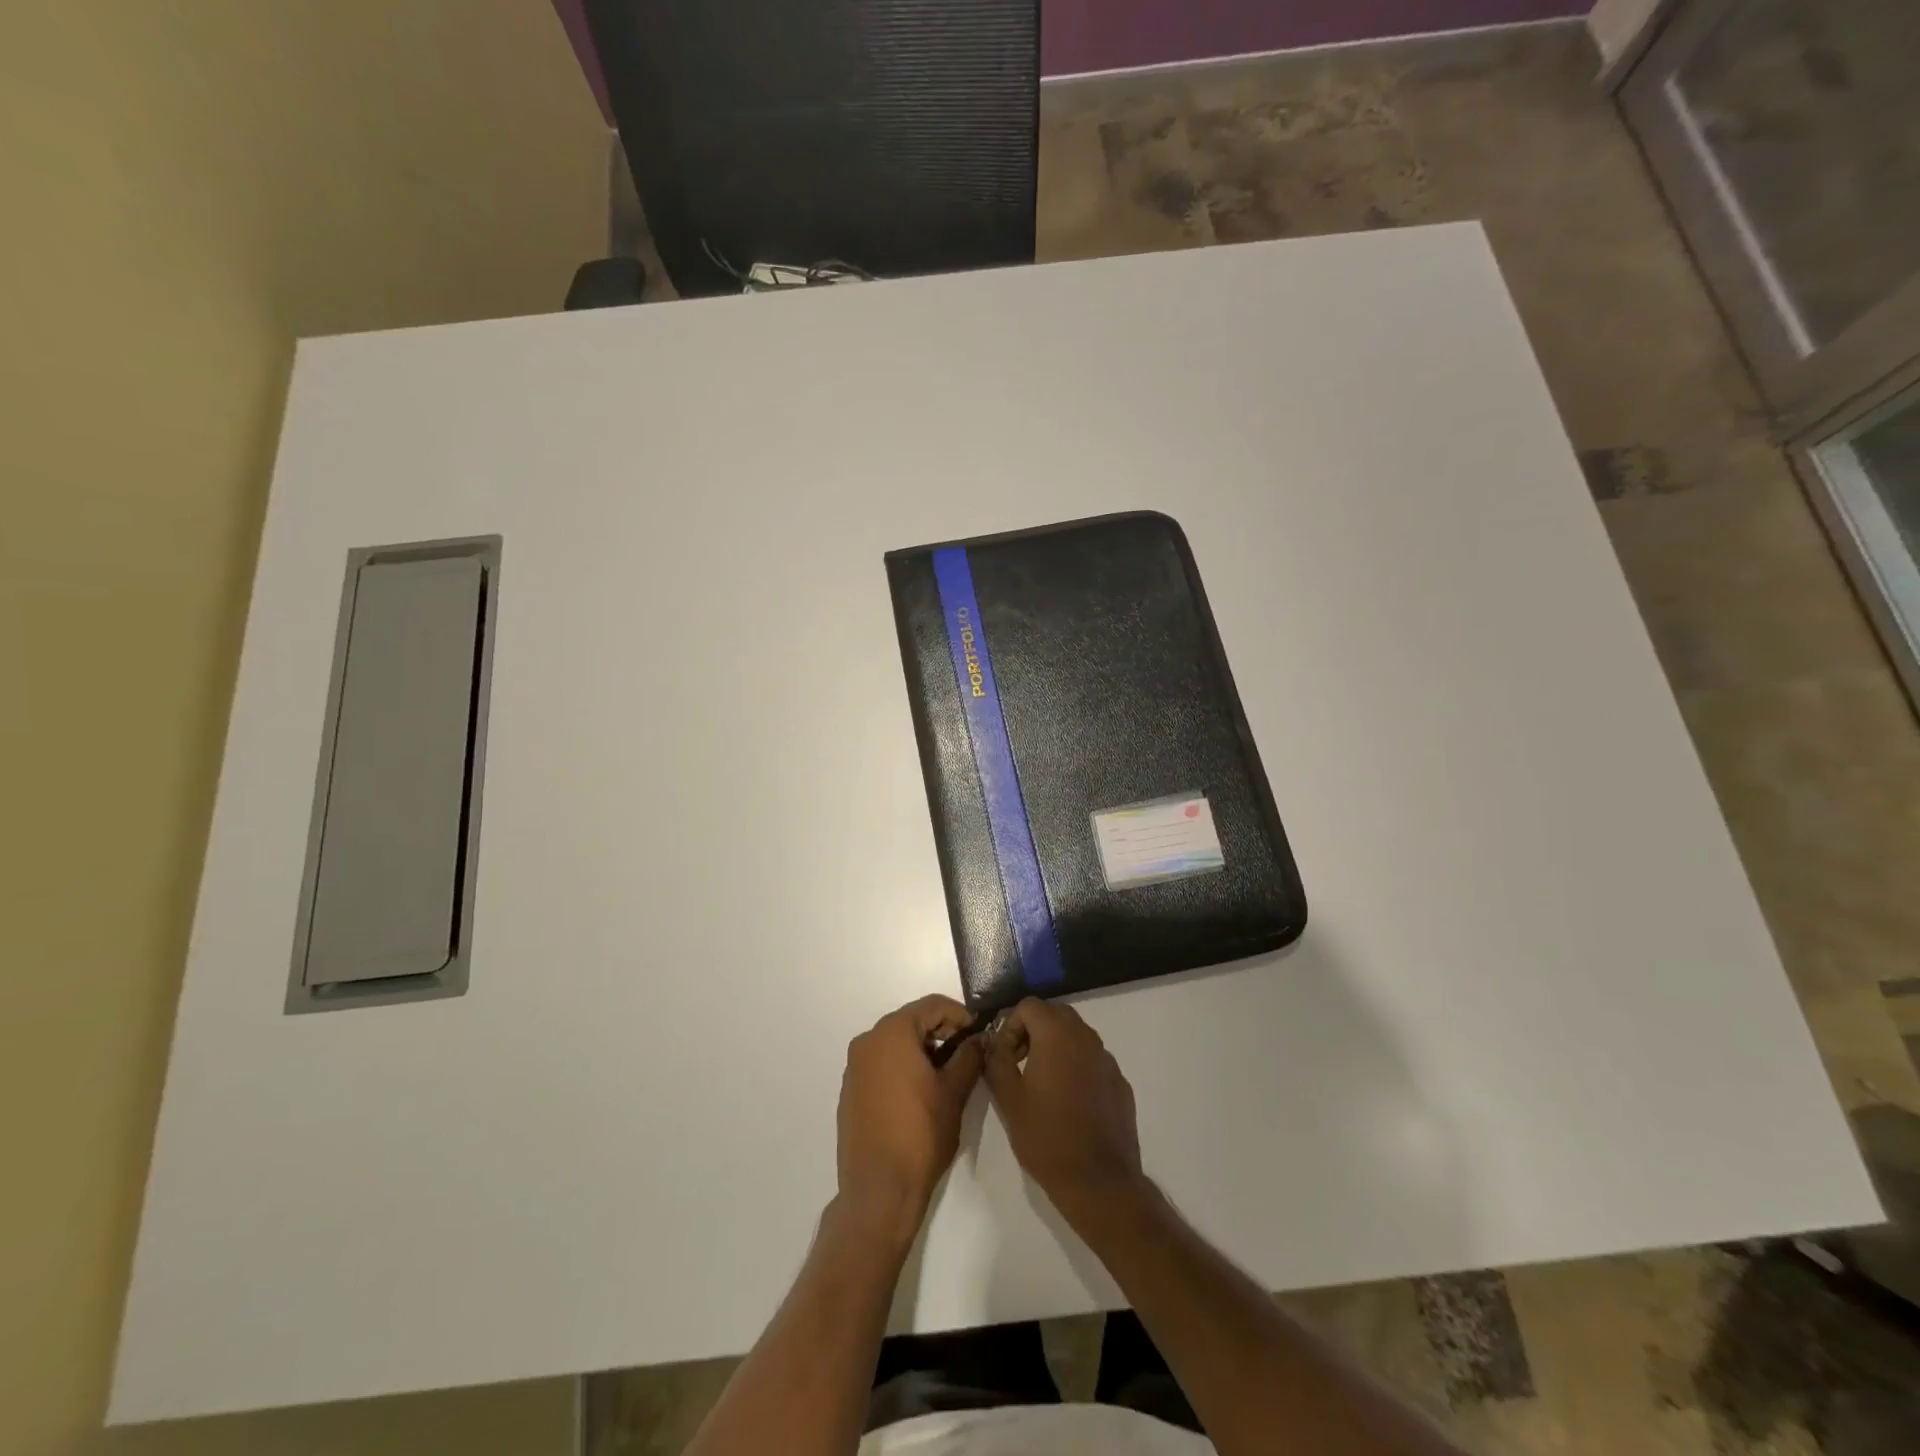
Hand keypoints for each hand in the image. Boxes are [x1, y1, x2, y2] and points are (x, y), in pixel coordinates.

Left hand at [835, 995, 985, 1246]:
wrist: (879, 1190)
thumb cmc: (920, 1135)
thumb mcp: (954, 1092)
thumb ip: (969, 1057)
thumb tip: (980, 1039)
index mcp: (892, 1033)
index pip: (932, 1005)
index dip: (960, 1015)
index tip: (979, 1032)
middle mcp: (868, 1041)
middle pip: (911, 1020)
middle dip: (941, 1031)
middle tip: (967, 1052)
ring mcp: (855, 1066)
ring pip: (895, 1042)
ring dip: (922, 1049)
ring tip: (947, 1073)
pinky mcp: (850, 1090)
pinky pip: (881, 1063)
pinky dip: (902, 1066)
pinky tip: (920, 1091)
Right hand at [983, 998, 1144, 1226]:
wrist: (1099, 1181)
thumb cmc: (1047, 1137)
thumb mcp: (1008, 1099)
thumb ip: (996, 1061)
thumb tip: (993, 1043)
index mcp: (1057, 1034)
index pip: (1029, 1005)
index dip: (1010, 1025)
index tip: (1004, 1056)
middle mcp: (1086, 1037)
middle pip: (1055, 1014)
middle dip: (1033, 1031)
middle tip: (1019, 1063)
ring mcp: (1107, 1059)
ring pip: (1076, 1036)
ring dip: (1055, 1047)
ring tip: (1041, 1083)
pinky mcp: (1120, 1082)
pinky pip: (1092, 1060)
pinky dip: (1076, 1067)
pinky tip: (1068, 1102)